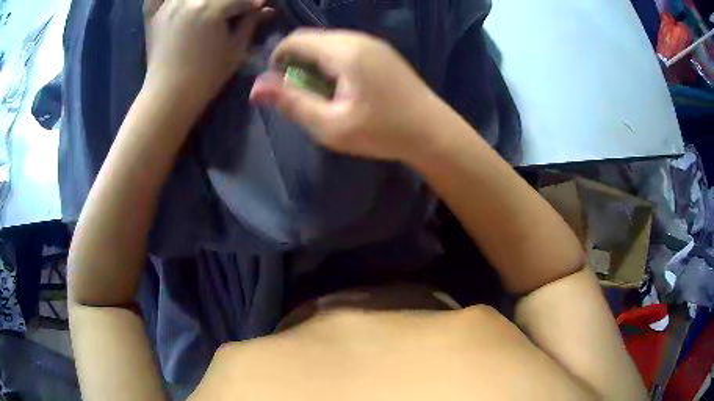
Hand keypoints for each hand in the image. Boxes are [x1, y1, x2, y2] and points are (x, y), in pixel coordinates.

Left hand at [144, 0, 272, 108]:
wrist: (169, 95)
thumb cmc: (206, 76)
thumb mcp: (235, 49)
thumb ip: (250, 23)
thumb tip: (264, 9)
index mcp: (212, 7)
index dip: (253, 4)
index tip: (260, 7)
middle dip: (231, 1)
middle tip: (234, 11)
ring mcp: (169, 5)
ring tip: (210, 7)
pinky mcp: (155, 15)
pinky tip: (177, 2)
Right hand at [249, 30, 449, 161]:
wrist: (433, 132)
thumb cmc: (381, 132)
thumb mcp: (330, 125)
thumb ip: (291, 102)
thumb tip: (255, 87)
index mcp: (344, 50)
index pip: (295, 39)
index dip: (278, 59)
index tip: (279, 86)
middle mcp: (358, 38)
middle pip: (312, 38)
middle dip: (296, 61)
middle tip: (301, 94)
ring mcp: (374, 43)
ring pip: (329, 43)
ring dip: (314, 62)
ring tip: (321, 93)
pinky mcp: (382, 52)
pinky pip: (346, 48)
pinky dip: (333, 63)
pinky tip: (343, 88)